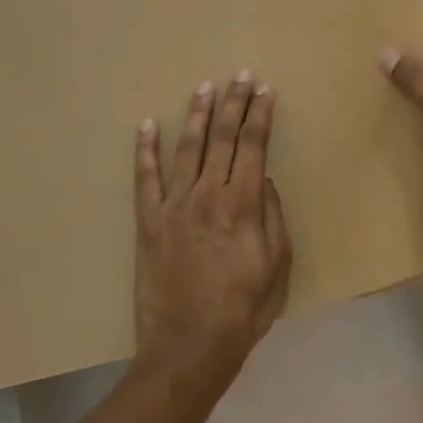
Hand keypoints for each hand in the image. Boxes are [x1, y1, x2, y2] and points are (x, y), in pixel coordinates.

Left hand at [133, 71, 293, 390]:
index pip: (253, 146)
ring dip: (197, 115)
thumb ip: (272, 216)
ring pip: (187, 148)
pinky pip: (145, 178)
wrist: (189, 346)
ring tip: (204, 87)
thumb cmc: (243, 309)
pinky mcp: (148, 221)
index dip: (260, 116)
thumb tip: (263, 178)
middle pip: (222, 138)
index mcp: (242, 204)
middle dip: (234, 103)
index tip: (265, 91)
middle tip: (240, 75)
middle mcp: (207, 194)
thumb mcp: (278, 265)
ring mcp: (174, 205)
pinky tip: (147, 125)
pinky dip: (145, 150)